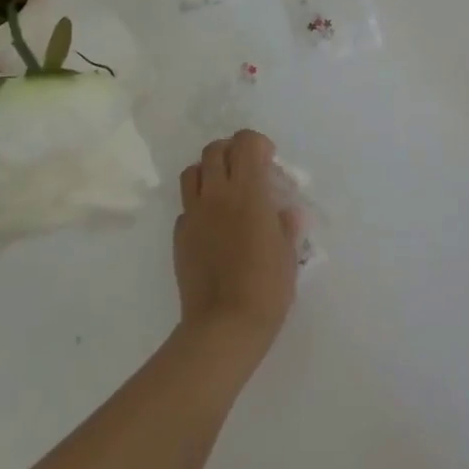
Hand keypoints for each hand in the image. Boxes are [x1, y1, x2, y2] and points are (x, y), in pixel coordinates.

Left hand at [174, 130, 300, 361]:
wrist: (223, 326)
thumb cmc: (266, 288)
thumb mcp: (289, 253)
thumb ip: (286, 225)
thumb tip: (286, 212)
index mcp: (248, 191)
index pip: (246, 142)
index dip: (257, 144)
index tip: (269, 160)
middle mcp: (217, 193)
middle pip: (215, 149)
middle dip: (232, 151)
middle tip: (246, 170)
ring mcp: (194, 213)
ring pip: (193, 171)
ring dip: (209, 171)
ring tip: (224, 190)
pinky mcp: (179, 235)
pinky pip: (186, 206)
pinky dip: (198, 204)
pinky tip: (212, 225)